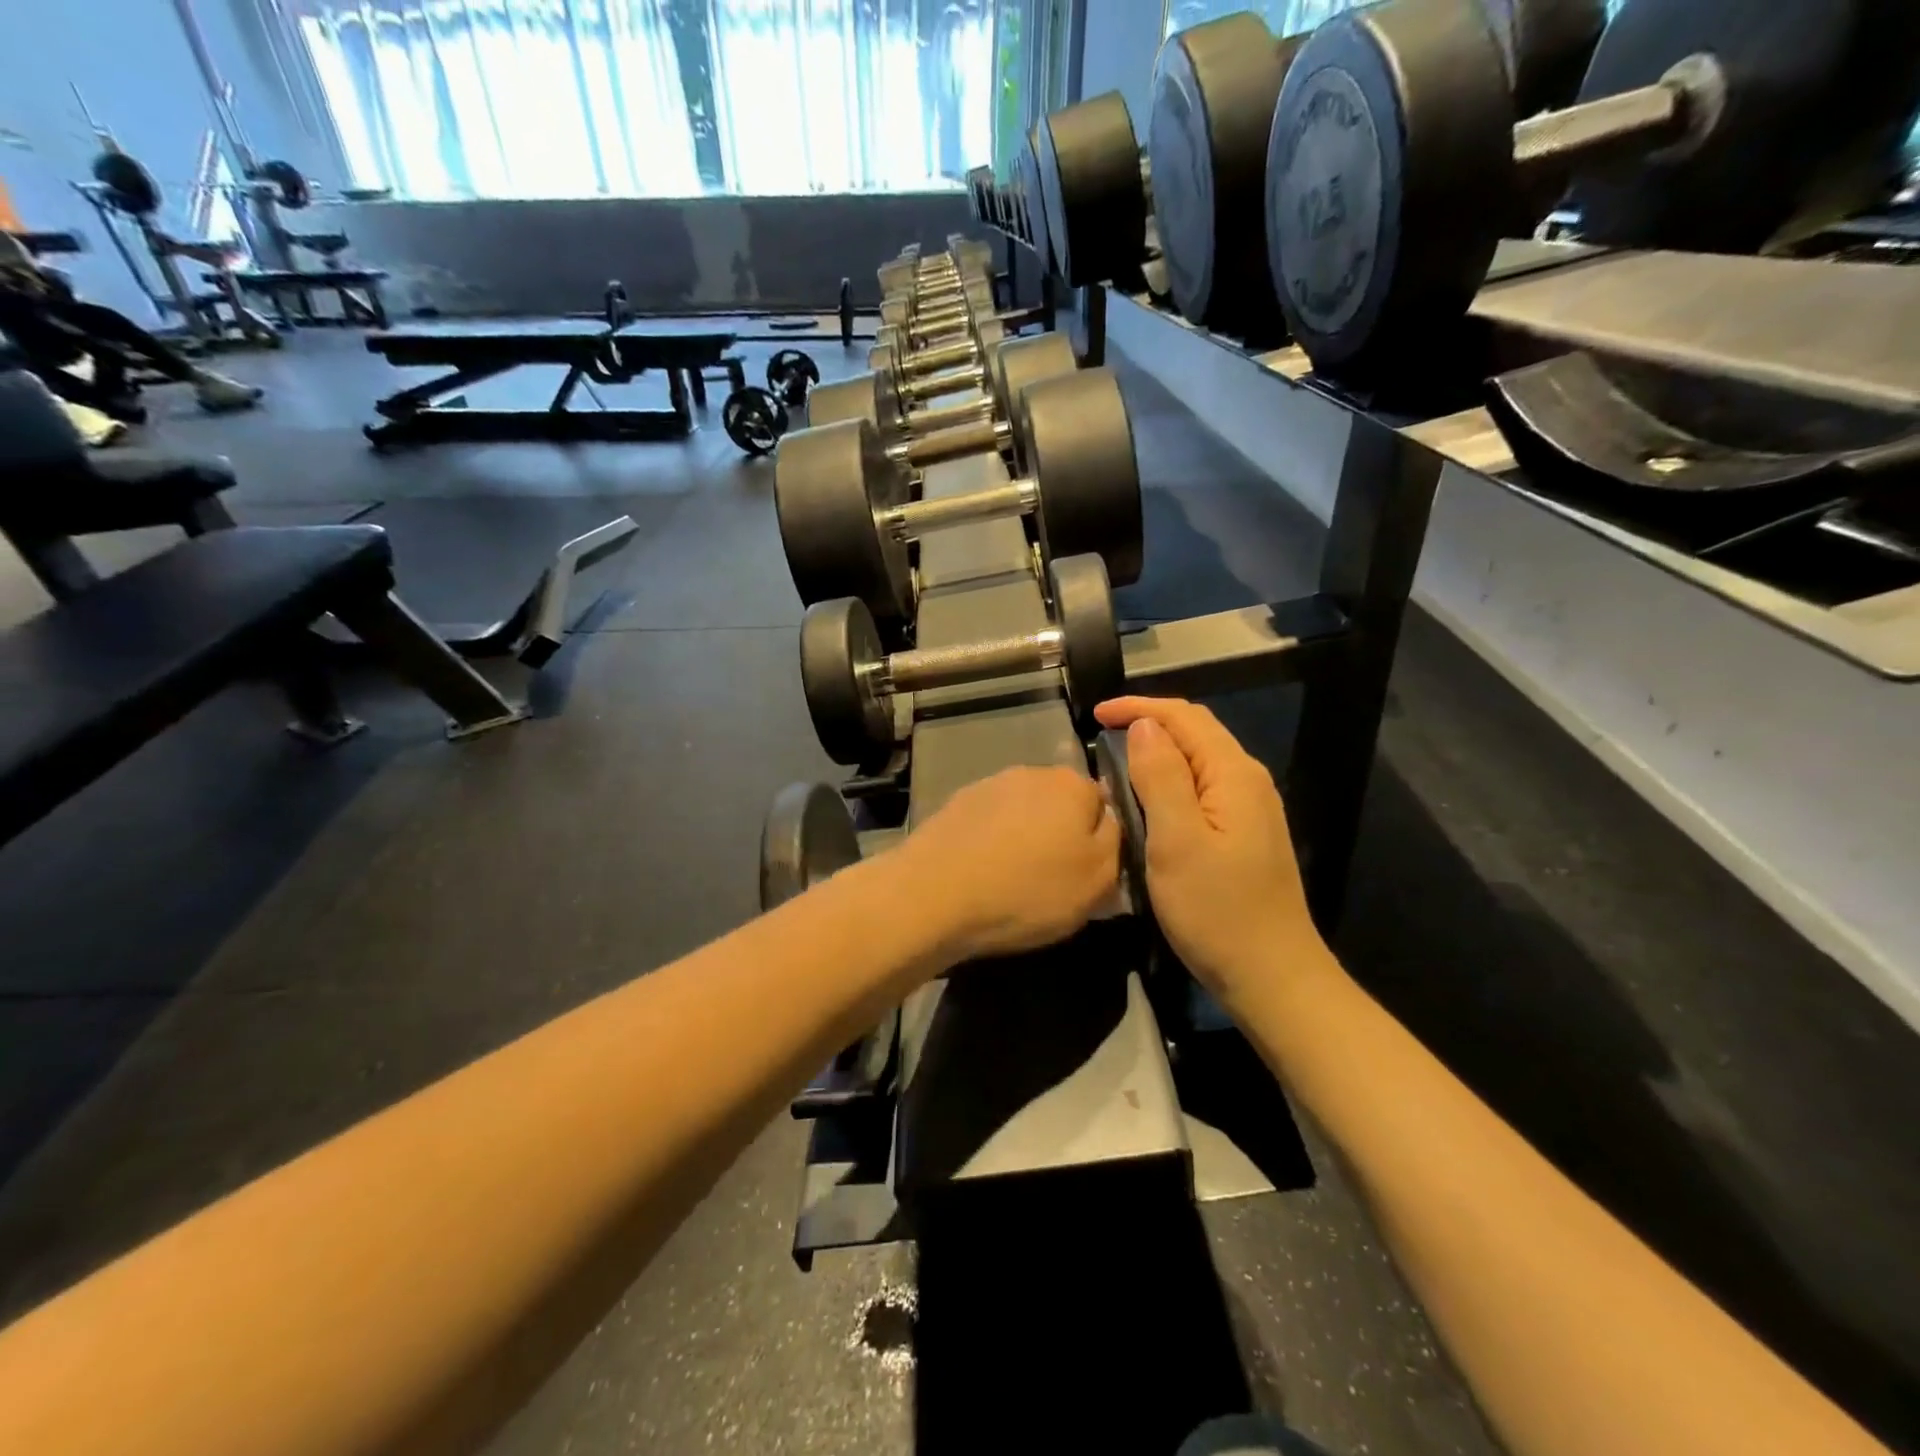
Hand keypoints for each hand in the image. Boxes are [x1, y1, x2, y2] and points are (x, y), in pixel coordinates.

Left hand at [900, 766, 1120, 962]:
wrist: (933, 894)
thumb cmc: (1028, 890)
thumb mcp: (1098, 880)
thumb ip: (1116, 842)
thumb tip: (1109, 820)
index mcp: (1073, 784)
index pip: (1104, 804)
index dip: (1101, 840)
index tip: (1090, 874)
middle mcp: (1032, 772)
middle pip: (1061, 805)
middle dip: (1061, 835)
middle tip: (1054, 881)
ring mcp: (989, 785)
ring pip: (1023, 813)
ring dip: (1025, 838)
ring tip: (1013, 881)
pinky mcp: (955, 804)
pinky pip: (989, 824)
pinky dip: (992, 843)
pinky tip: (982, 873)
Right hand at [1094, 698, 1324, 1011]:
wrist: (1271, 975)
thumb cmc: (1218, 910)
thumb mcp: (1178, 842)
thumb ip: (1161, 777)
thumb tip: (1145, 726)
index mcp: (1234, 775)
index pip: (1185, 717)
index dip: (1139, 707)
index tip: (1095, 715)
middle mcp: (1248, 781)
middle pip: (1197, 732)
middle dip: (1149, 722)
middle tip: (1102, 734)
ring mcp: (1250, 809)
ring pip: (1200, 759)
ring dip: (1159, 750)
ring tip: (1117, 760)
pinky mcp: (1244, 833)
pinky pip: (1203, 786)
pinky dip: (1171, 777)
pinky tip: (1149, 797)